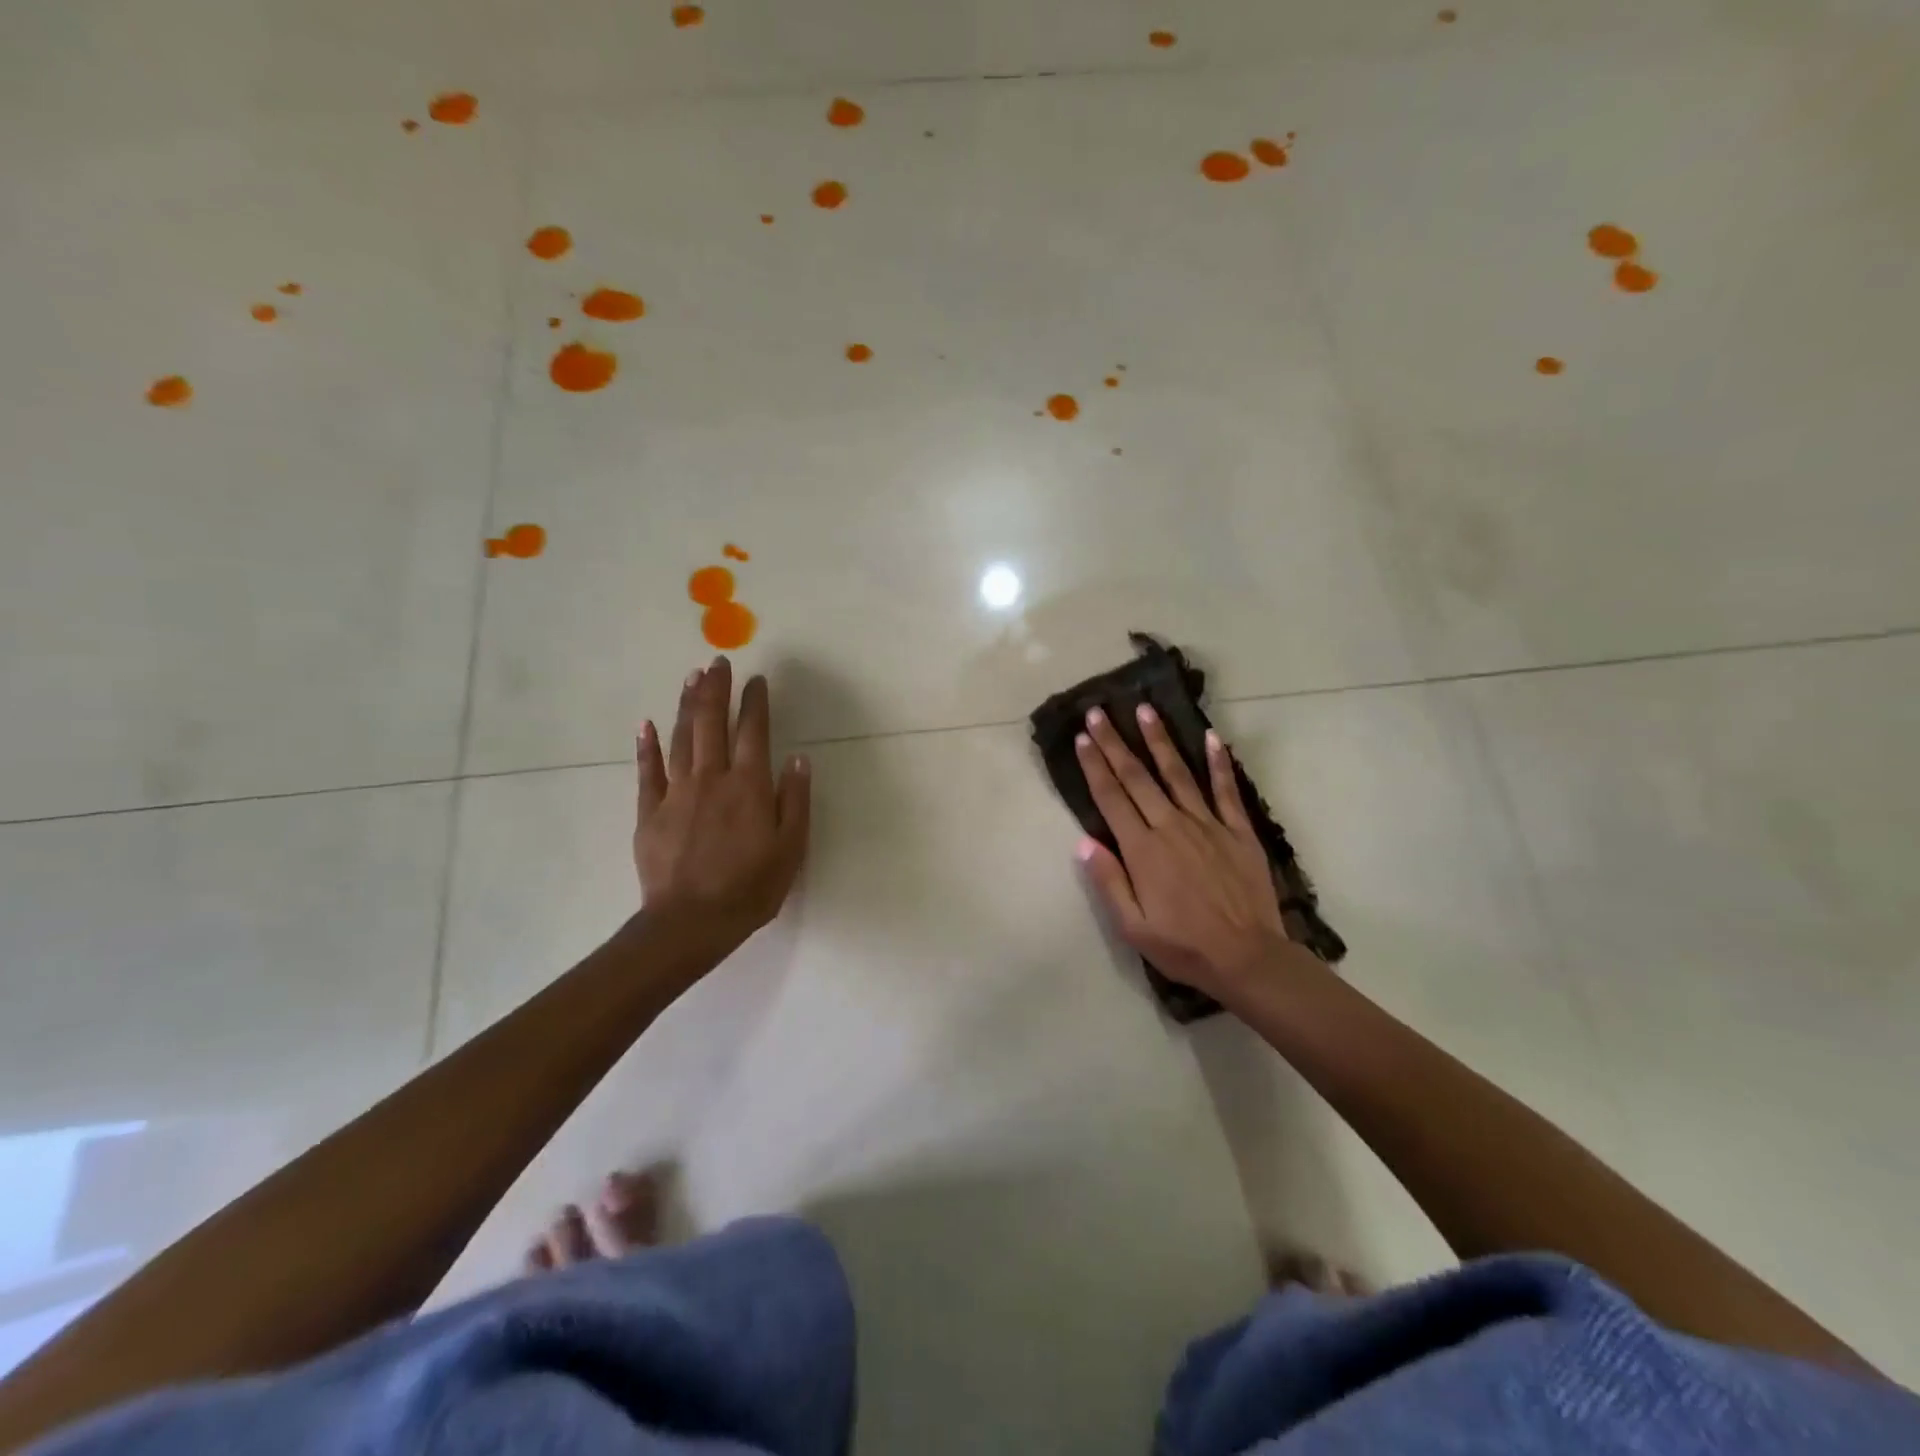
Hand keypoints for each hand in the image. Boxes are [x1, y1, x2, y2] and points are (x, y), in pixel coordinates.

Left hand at [634, 657, 810, 949]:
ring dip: (688, 705)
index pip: (753, 732)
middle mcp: (712, 779)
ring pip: (682, 738)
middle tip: (717, 662)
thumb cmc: (750, 888)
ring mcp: (676, 793)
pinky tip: (648, 724)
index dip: (756, 702)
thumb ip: (795, 801)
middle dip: (716, 689)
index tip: (757, 679)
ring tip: (692, 678)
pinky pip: (647, 771)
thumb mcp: (790, 849)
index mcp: (749, 786)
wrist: (690, 922)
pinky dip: (647, 745)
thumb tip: (797, 759)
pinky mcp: (649, 811)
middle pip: (712, 723)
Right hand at [1074, 705, 1305, 996]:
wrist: (1248, 958)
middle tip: (1099, 712)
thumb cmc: (1184, 946)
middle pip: (1137, 777)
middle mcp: (1171, 827)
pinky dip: (1219, 763)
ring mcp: (1207, 825)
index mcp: (1142, 850)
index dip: (1095, 766)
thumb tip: (1083, 842)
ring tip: (1145, 710)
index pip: (1111, 798)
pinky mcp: (1238, 831)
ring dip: (1159, 740)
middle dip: (1115, 743)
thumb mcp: (1133, 926)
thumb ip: (1108, 881)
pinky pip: (1226, 790)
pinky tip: (1211, 738)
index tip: (1083, 738)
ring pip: (1178, 774)